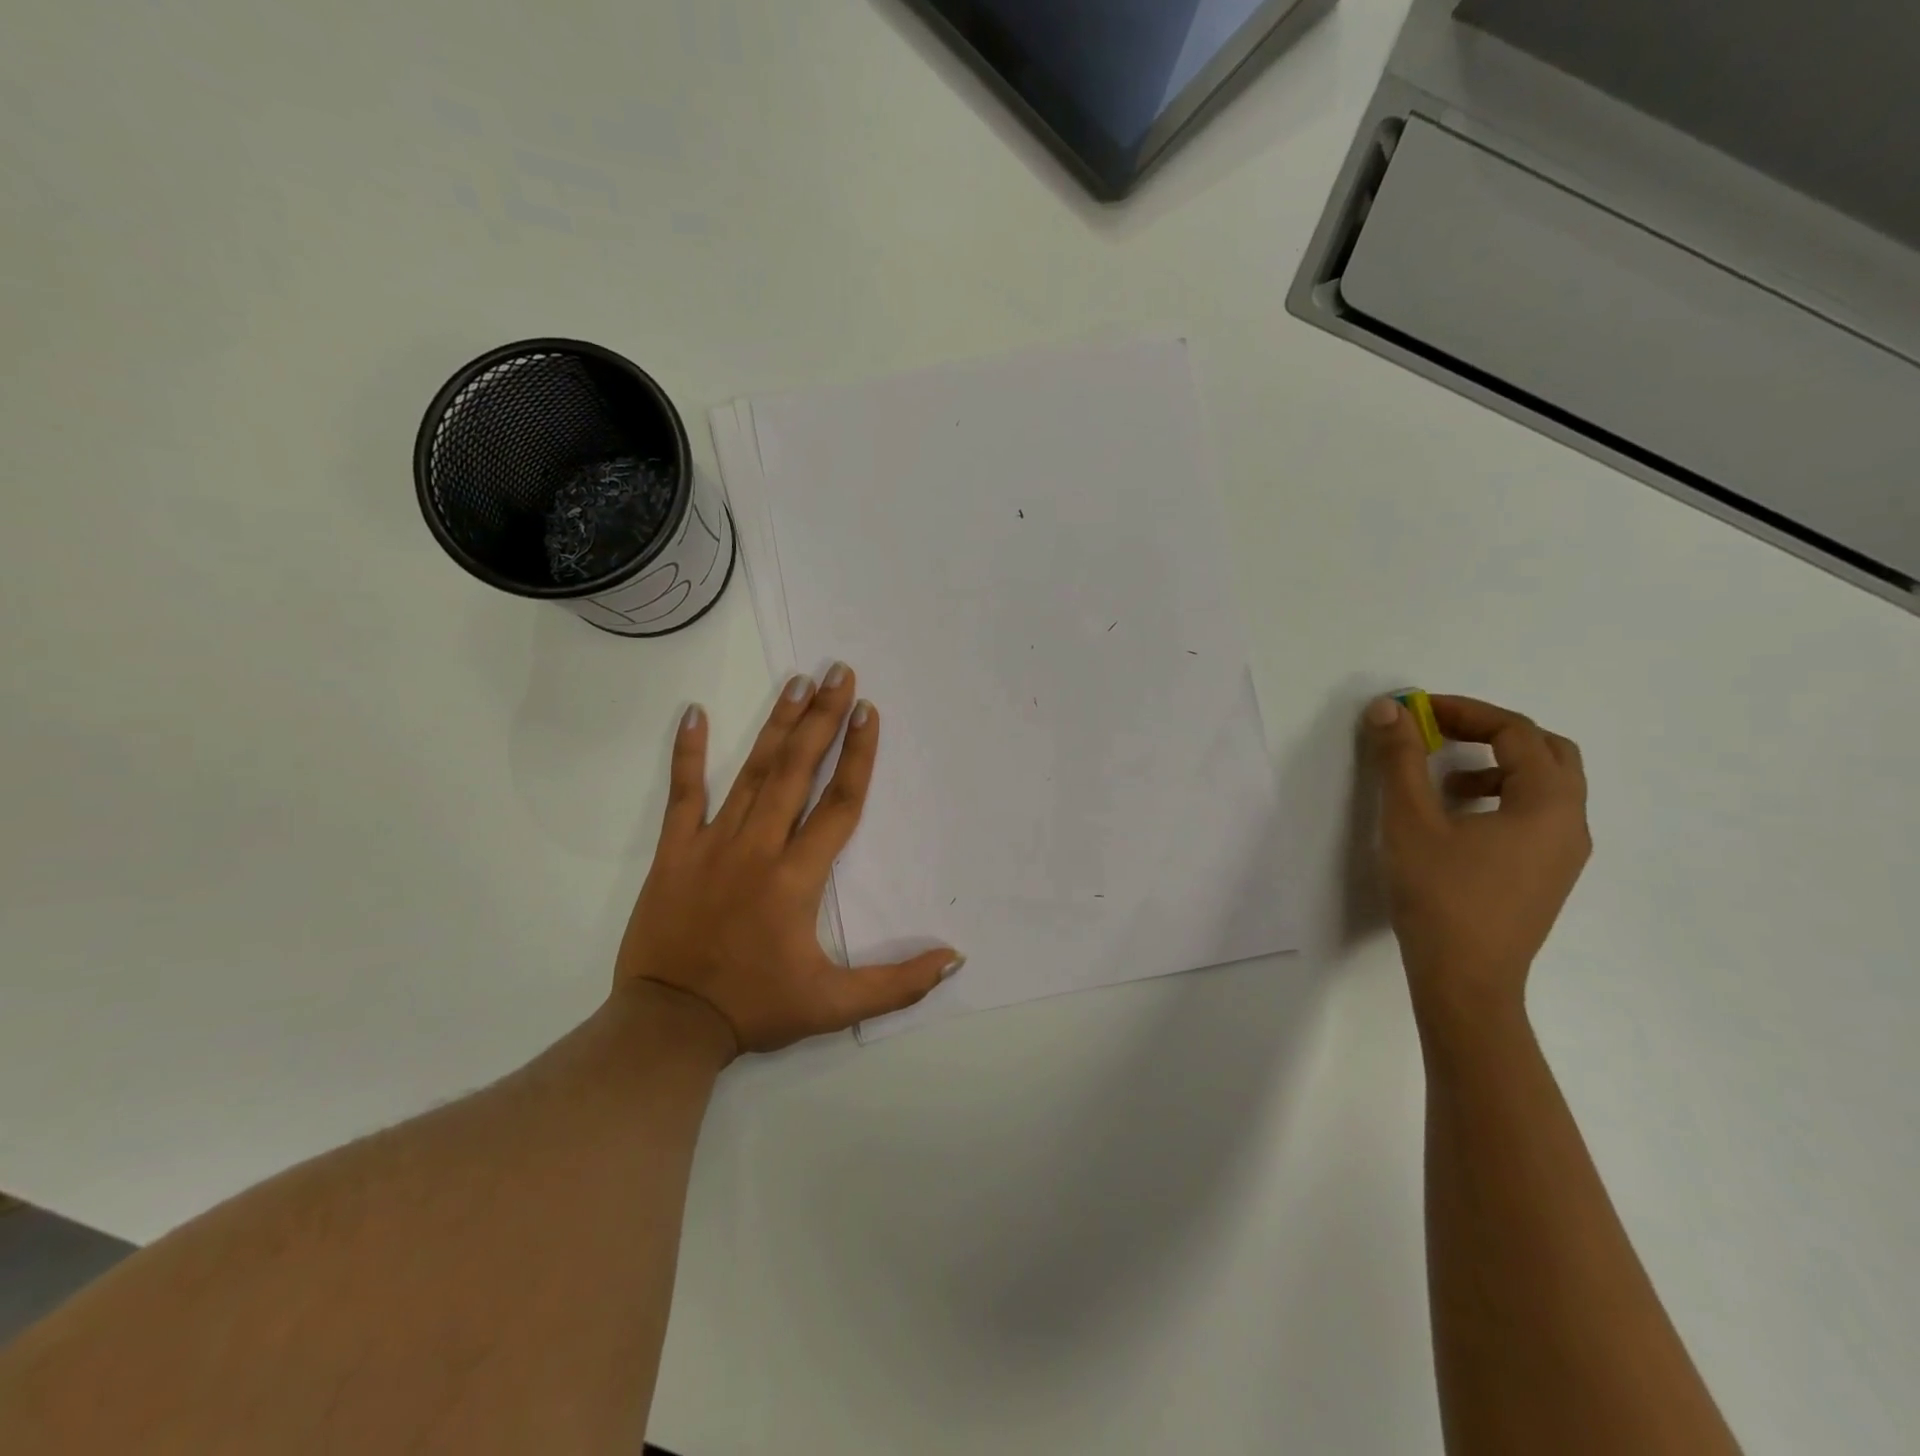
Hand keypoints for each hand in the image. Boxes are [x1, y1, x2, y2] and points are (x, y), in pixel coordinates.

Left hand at [615, 664, 962, 1057]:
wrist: (668, 1026)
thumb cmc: (755, 1008)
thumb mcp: (834, 1006)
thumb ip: (897, 983)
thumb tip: (954, 959)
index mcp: (798, 878)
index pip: (839, 804)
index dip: (859, 756)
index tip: (869, 711)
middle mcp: (759, 848)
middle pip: (798, 771)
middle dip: (822, 718)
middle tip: (839, 672)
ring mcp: (712, 844)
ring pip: (751, 772)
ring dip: (777, 724)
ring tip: (797, 682)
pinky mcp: (674, 851)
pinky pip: (682, 793)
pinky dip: (686, 753)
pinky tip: (693, 712)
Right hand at [1367, 694, 1590, 1027]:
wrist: (1464, 979)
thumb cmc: (1439, 895)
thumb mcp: (1410, 821)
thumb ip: (1399, 759)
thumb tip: (1388, 708)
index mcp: (1548, 803)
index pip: (1516, 732)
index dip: (1465, 711)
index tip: (1417, 711)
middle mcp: (1570, 823)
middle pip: (1546, 752)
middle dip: (1490, 732)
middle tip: (1440, 731)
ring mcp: (1564, 853)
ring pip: (1544, 785)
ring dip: (1496, 765)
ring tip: (1443, 780)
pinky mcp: (1547, 875)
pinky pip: (1536, 815)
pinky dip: (1500, 796)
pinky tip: (1457, 820)